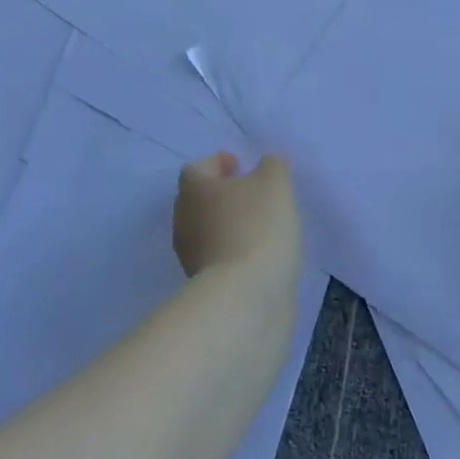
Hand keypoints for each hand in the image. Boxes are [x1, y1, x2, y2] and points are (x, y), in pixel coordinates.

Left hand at [172, 152, 301, 280]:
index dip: (218, 163)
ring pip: (208, 230)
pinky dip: (235, 250)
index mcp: (194, 189)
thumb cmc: (256, 227)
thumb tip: (269, 163)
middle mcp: (184, 219)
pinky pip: (219, 256)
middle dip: (224, 194)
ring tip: (261, 225)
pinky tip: (260, 253)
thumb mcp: (275, 184)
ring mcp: (190, 255)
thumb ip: (273, 165)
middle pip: (200, 199)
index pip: (198, 168)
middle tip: (253, 194)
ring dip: (229, 224)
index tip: (241, 165)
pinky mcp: (204, 284)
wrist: (245, 296)